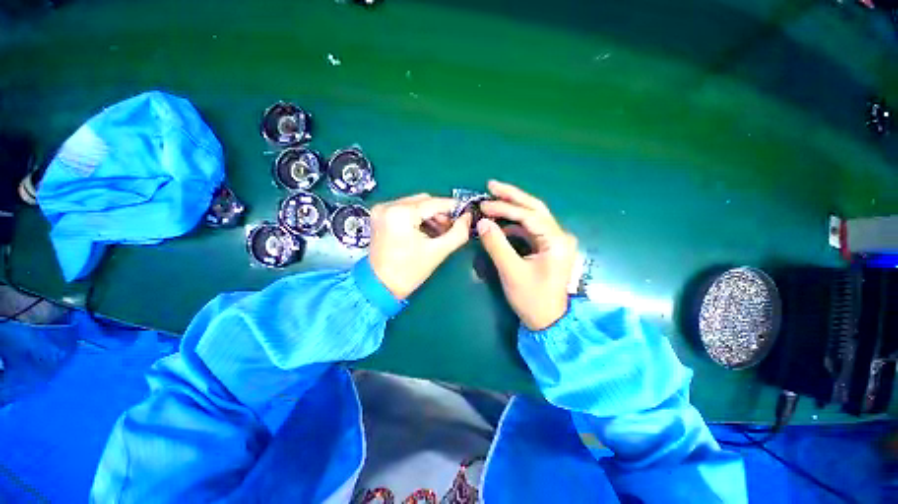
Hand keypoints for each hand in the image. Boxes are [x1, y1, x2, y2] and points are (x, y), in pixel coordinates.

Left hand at [368, 194, 472, 299]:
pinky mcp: (380, 216)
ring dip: (430, 216)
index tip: (466, 213)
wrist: (381, 287)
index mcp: (401, 214)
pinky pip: (406, 209)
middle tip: (451, 227)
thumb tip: (468, 217)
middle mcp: (388, 206)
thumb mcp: (438, 252)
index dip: (453, 207)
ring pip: (415, 204)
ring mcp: (382, 210)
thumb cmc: (409, 272)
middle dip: (441, 213)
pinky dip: (418, 218)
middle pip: (424, 201)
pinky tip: (426, 231)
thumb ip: (458, 233)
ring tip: (440, 232)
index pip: (433, 203)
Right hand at [477, 180, 577, 330]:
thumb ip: (496, 245)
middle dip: (512, 195)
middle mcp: (559, 235)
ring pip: (532, 216)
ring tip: (492, 200)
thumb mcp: (511, 272)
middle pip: (535, 208)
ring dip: (512, 208)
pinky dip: (514, 224)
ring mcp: (554, 241)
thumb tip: (482, 222)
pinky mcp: (547, 247)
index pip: (528, 215)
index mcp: (555, 241)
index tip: (484, 205)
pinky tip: (500, 223)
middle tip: (491, 185)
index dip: (505, 207)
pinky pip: (529, 229)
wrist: (548, 321)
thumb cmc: (532, 299)